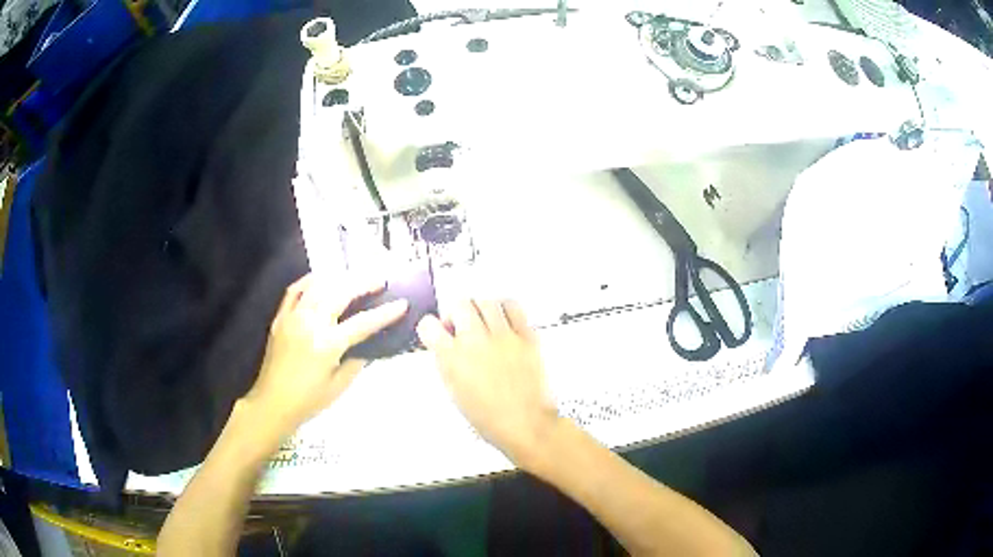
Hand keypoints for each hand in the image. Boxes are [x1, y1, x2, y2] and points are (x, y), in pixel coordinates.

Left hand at [245, 274, 407, 437]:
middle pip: (341, 293)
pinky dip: (310, 280)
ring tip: (354, 277)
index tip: (402, 303)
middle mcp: (311, 323)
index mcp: (328, 344)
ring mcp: (293, 317)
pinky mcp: (281, 317)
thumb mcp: (340, 386)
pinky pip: (295, 290)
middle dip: (363, 283)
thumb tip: (368, 344)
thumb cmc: (308, 400)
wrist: (272, 403)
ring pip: (319, 286)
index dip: (385, 313)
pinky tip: (321, 278)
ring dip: (339, 278)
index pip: (363, 323)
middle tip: (380, 279)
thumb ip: (357, 361)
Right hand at [416, 300, 558, 464]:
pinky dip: (505, 308)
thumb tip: (445, 346)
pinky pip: (514, 307)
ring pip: (486, 301)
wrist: (526, 424)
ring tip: (483, 322)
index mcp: (453, 359)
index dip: (430, 327)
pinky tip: (503, 320)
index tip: (436, 331)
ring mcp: (503, 337)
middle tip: (460, 326)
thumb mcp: (454, 393)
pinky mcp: (526, 336)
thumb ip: (447, 364)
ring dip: (479, 309)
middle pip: (459, 304)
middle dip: (455, 313)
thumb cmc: (489, 418)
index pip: (429, 325)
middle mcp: (476, 342)